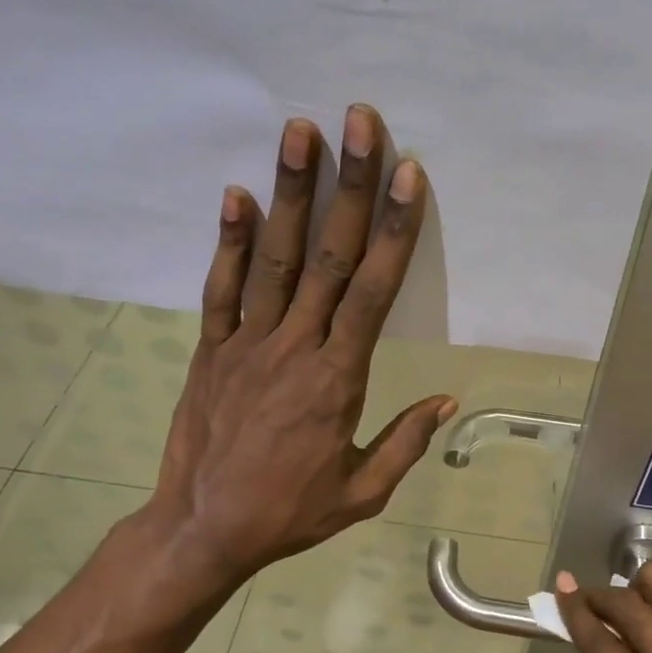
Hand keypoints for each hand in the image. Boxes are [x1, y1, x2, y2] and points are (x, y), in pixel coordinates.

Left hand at [145, 105, 455, 589]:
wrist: (203, 530)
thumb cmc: (289, 513)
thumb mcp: (362, 493)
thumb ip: (404, 443)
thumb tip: (448, 401)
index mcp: (338, 379)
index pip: (374, 292)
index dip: (393, 230)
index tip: (408, 175)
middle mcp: (294, 347)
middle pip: (330, 257)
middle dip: (348, 185)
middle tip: (360, 121)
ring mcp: (246, 344)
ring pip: (275, 259)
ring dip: (289, 193)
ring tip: (298, 131)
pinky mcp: (210, 350)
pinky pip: (220, 289)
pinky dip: (228, 241)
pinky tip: (237, 194)